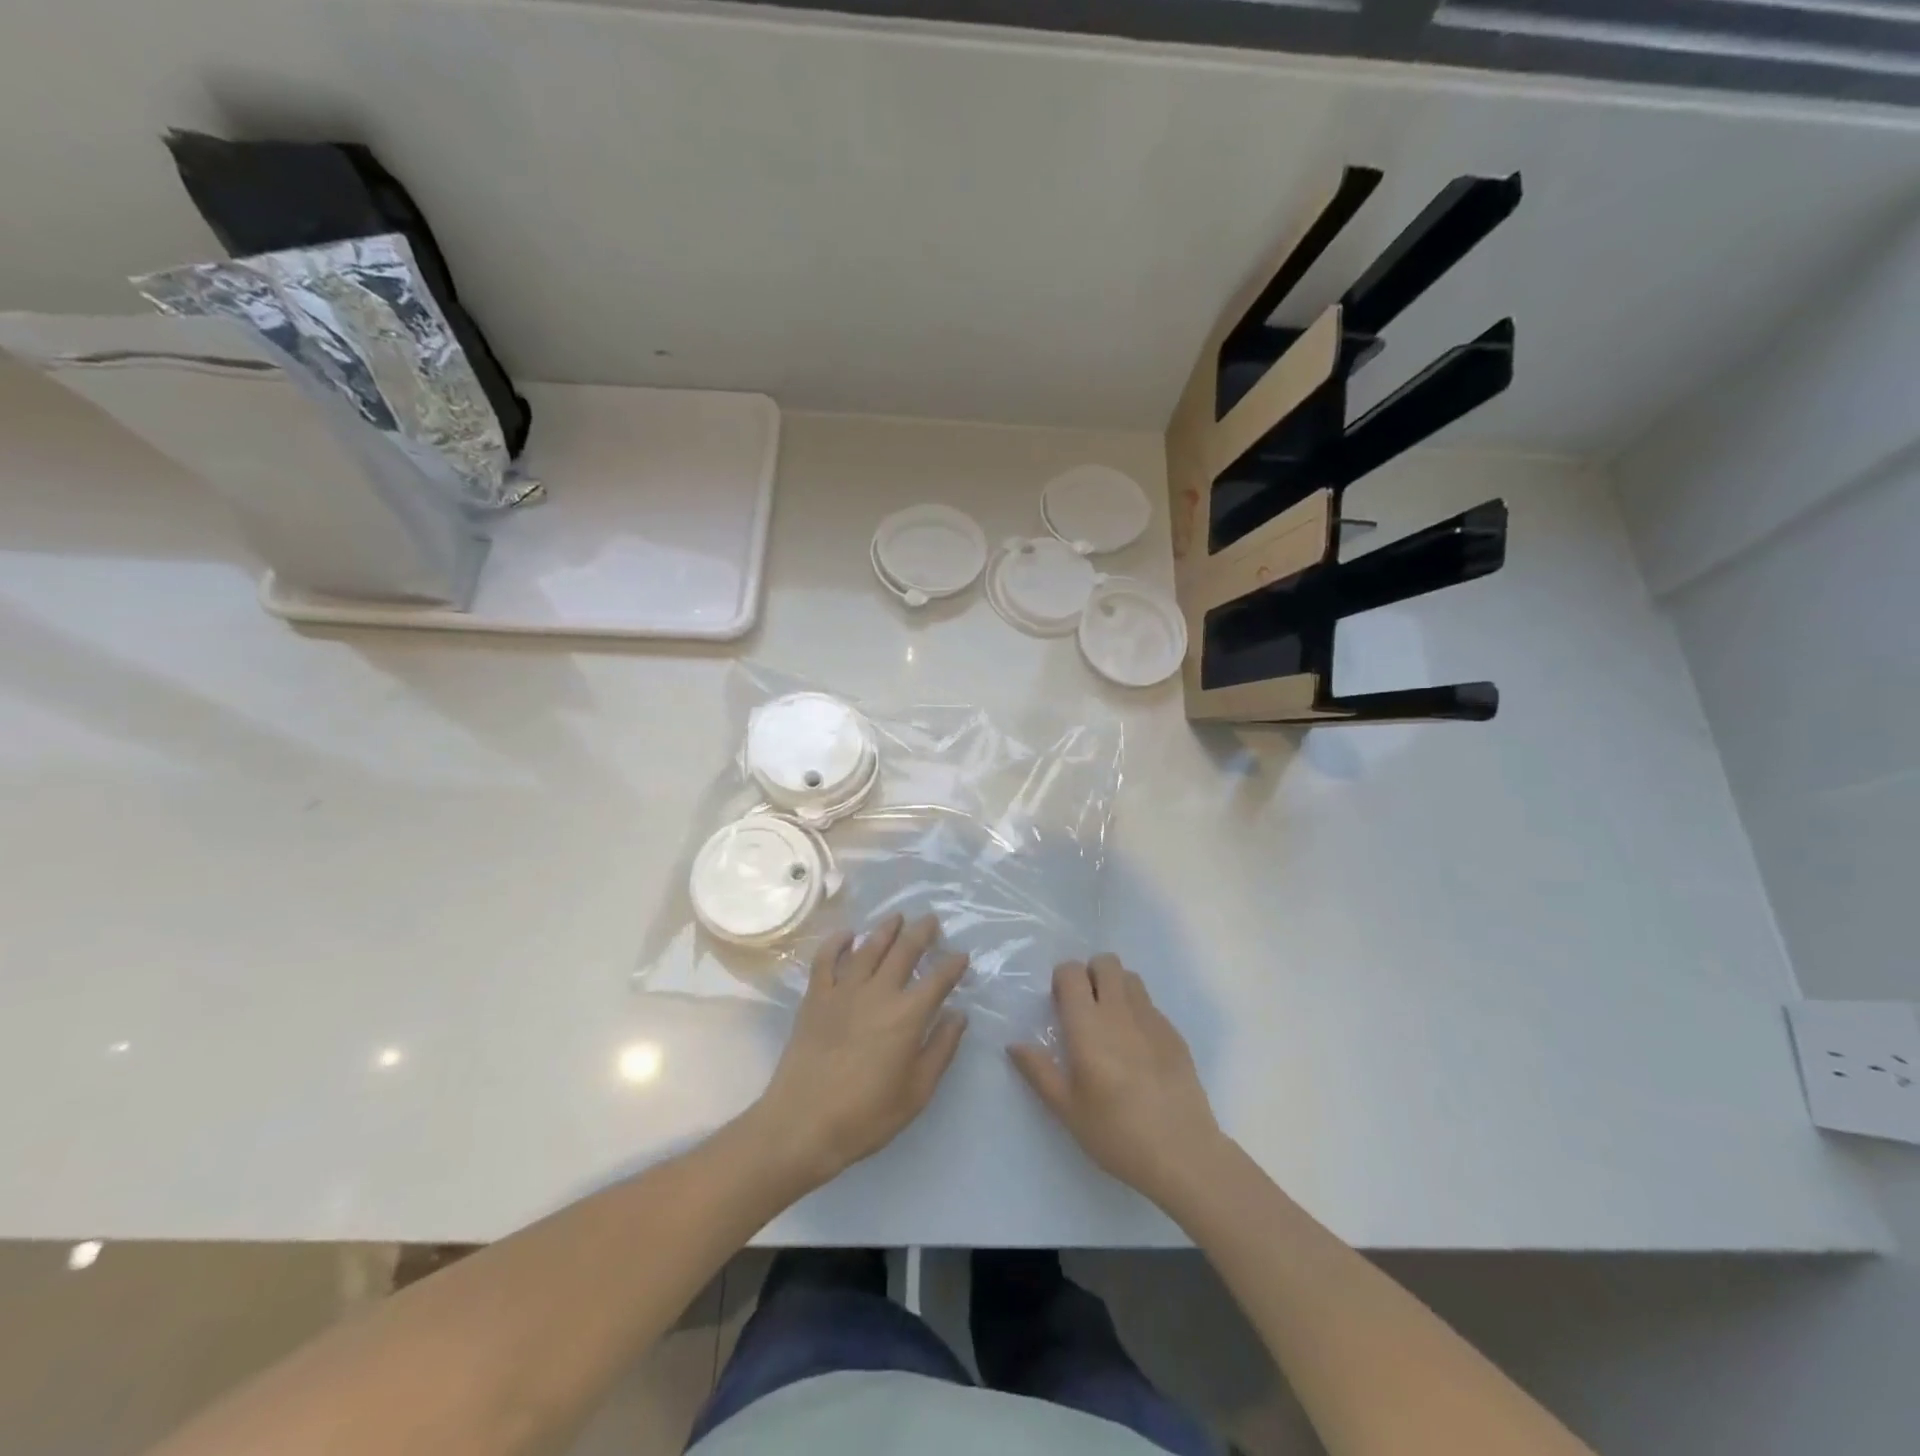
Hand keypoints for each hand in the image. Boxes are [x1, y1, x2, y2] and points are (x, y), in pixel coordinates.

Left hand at [750, 915, 968, 1188]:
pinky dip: (837, 942)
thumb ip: (940, 1049)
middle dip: (922, 932)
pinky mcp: (815, 997)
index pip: (938, 979)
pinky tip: (847, 934)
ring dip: (886, 929)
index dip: (953, 964)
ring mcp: (843, 991)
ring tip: (898, 917)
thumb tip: (958, 1014)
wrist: (802, 1124)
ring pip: (868, 948)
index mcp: (907, 1015)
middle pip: (904, 951)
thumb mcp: (916, 1092)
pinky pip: (826, 959)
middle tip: (931, 920)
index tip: (961, 956)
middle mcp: (878, 992)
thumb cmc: (866, 1115)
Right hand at [1009, 954, 1225, 1209]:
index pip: (1071, 972)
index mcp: (1088, 1024)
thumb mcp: (1067, 1108)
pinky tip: (1138, 1049)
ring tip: (1111, 1023)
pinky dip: (1138, 1012)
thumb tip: (1014, 1044)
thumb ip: (1039, 1071)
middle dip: (1091, 974)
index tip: (1060, 1006)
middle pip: (1105, 962)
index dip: (1062, 980)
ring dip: (1116, 987)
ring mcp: (1151, 1018)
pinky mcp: (1174, 1033)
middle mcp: (1119, 1011)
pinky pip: (1150, 1004)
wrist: (1182, 1152)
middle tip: (1085, 1009)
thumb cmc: (1115, 1132)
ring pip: (1130, 978)